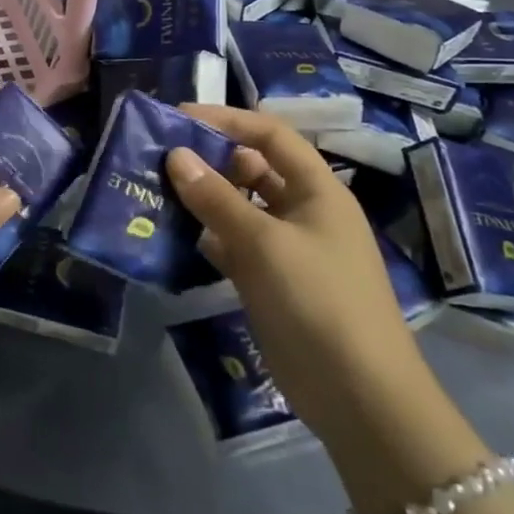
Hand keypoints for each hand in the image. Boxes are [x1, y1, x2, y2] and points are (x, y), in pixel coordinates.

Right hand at [165, 105, 421, 427]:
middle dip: (209, 160)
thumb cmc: (318, 301)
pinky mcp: (272, 282)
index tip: (178, 118)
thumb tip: (175, 156)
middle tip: (158, 158)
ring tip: (155, 192)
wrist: (358, 395)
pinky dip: (207, 238)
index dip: (228, 120)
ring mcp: (288, 249)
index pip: (270, 136)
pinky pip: (234, 246)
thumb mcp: (264, 243)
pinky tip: (173, 237)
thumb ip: (217, 198)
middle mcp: (303, 212)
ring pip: (239, 209)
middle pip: (252, 170)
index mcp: (317, 190)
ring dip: (203, 200)